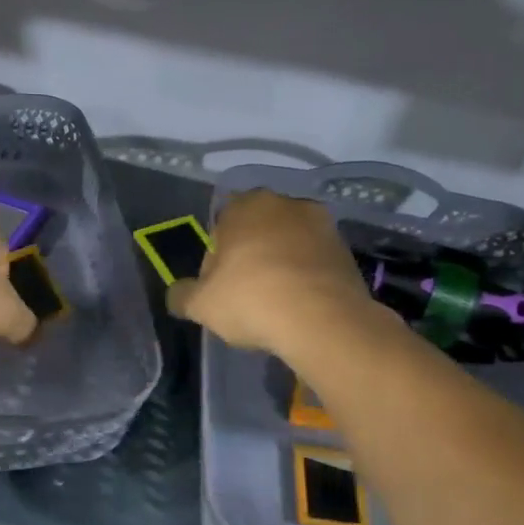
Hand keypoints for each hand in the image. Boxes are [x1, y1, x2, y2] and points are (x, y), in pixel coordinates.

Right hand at [167, 190, 380, 358]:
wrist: (322, 321)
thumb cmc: (251, 300)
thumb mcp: (201, 305)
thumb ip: (182, 295)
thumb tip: (178, 294)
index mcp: (245, 205)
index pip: (220, 226)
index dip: (216, 259)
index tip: (219, 287)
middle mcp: (284, 203)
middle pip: (257, 231)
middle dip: (250, 256)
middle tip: (245, 294)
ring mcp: (321, 224)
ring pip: (288, 244)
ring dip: (280, 264)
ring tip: (275, 302)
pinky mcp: (346, 250)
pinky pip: (314, 261)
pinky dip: (305, 276)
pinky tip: (300, 305)